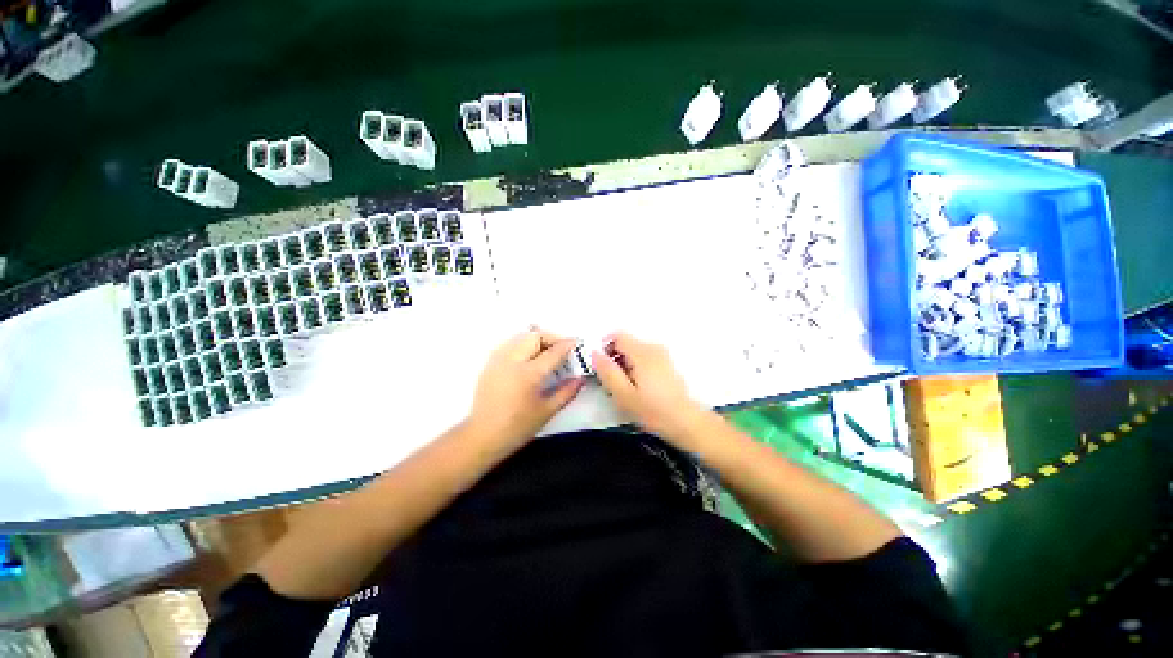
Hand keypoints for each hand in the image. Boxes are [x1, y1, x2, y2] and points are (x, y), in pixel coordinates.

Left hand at [467, 329, 585, 445]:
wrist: (482, 436)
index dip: (568, 345)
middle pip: (535, 335)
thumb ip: (567, 392)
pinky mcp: (490, 363)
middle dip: (552, 338)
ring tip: (546, 352)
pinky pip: (510, 343)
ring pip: (521, 336)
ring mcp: (499, 359)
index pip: (553, 351)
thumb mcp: (547, 411)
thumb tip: (582, 378)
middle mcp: (512, 360)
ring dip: (537, 339)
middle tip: (562, 349)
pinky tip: (529, 357)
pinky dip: (523, 344)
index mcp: (529, 374)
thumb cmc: (517, 427)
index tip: (577, 344)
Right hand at [592, 332, 708, 442]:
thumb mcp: (623, 394)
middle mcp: (653, 348)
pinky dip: (635, 368)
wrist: (686, 423)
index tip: (601, 368)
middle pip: (626, 344)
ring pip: (634, 352)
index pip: (617, 336)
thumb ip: (607, 371)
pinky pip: (644, 359)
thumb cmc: (653, 410)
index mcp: (642, 352)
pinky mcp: (666, 365)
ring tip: (624, 389)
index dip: (604, 348)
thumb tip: (594, 353)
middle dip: (614, 359)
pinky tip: (638, 389)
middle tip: (611, 383)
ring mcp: (662, 355)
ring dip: (624, 365)